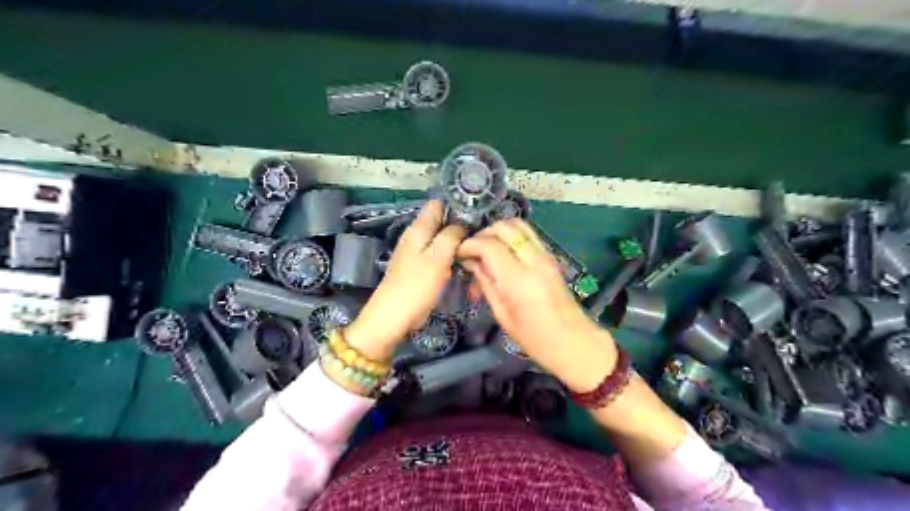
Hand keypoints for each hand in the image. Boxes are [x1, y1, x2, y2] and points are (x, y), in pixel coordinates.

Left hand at [346, 199, 465, 363]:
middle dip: (461, 226)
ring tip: (478, 249)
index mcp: (418, 228)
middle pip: (441, 222)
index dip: (456, 205)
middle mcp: (416, 236)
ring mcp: (417, 253)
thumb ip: (451, 235)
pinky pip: (439, 256)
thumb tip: (463, 224)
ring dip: (457, 244)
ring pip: (442, 240)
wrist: (393, 316)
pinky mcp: (420, 269)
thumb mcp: (438, 257)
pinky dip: (451, 258)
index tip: (477, 213)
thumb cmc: (416, 285)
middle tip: (483, 235)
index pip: (437, 204)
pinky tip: (464, 265)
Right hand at [464, 218, 617, 391]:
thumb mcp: (502, 314)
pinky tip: (503, 250)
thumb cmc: (534, 338)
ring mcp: (546, 255)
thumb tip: (471, 262)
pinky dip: (512, 235)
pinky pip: (529, 234)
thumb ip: (486, 283)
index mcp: (518, 279)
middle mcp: (533, 260)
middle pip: (504, 228)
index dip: (470, 245)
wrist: (573, 341)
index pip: (489, 245)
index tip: (459, 253)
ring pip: (519, 225)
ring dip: (498, 230)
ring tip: (486, 246)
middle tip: (472, 249)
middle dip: (483, 233)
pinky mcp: (551, 256)